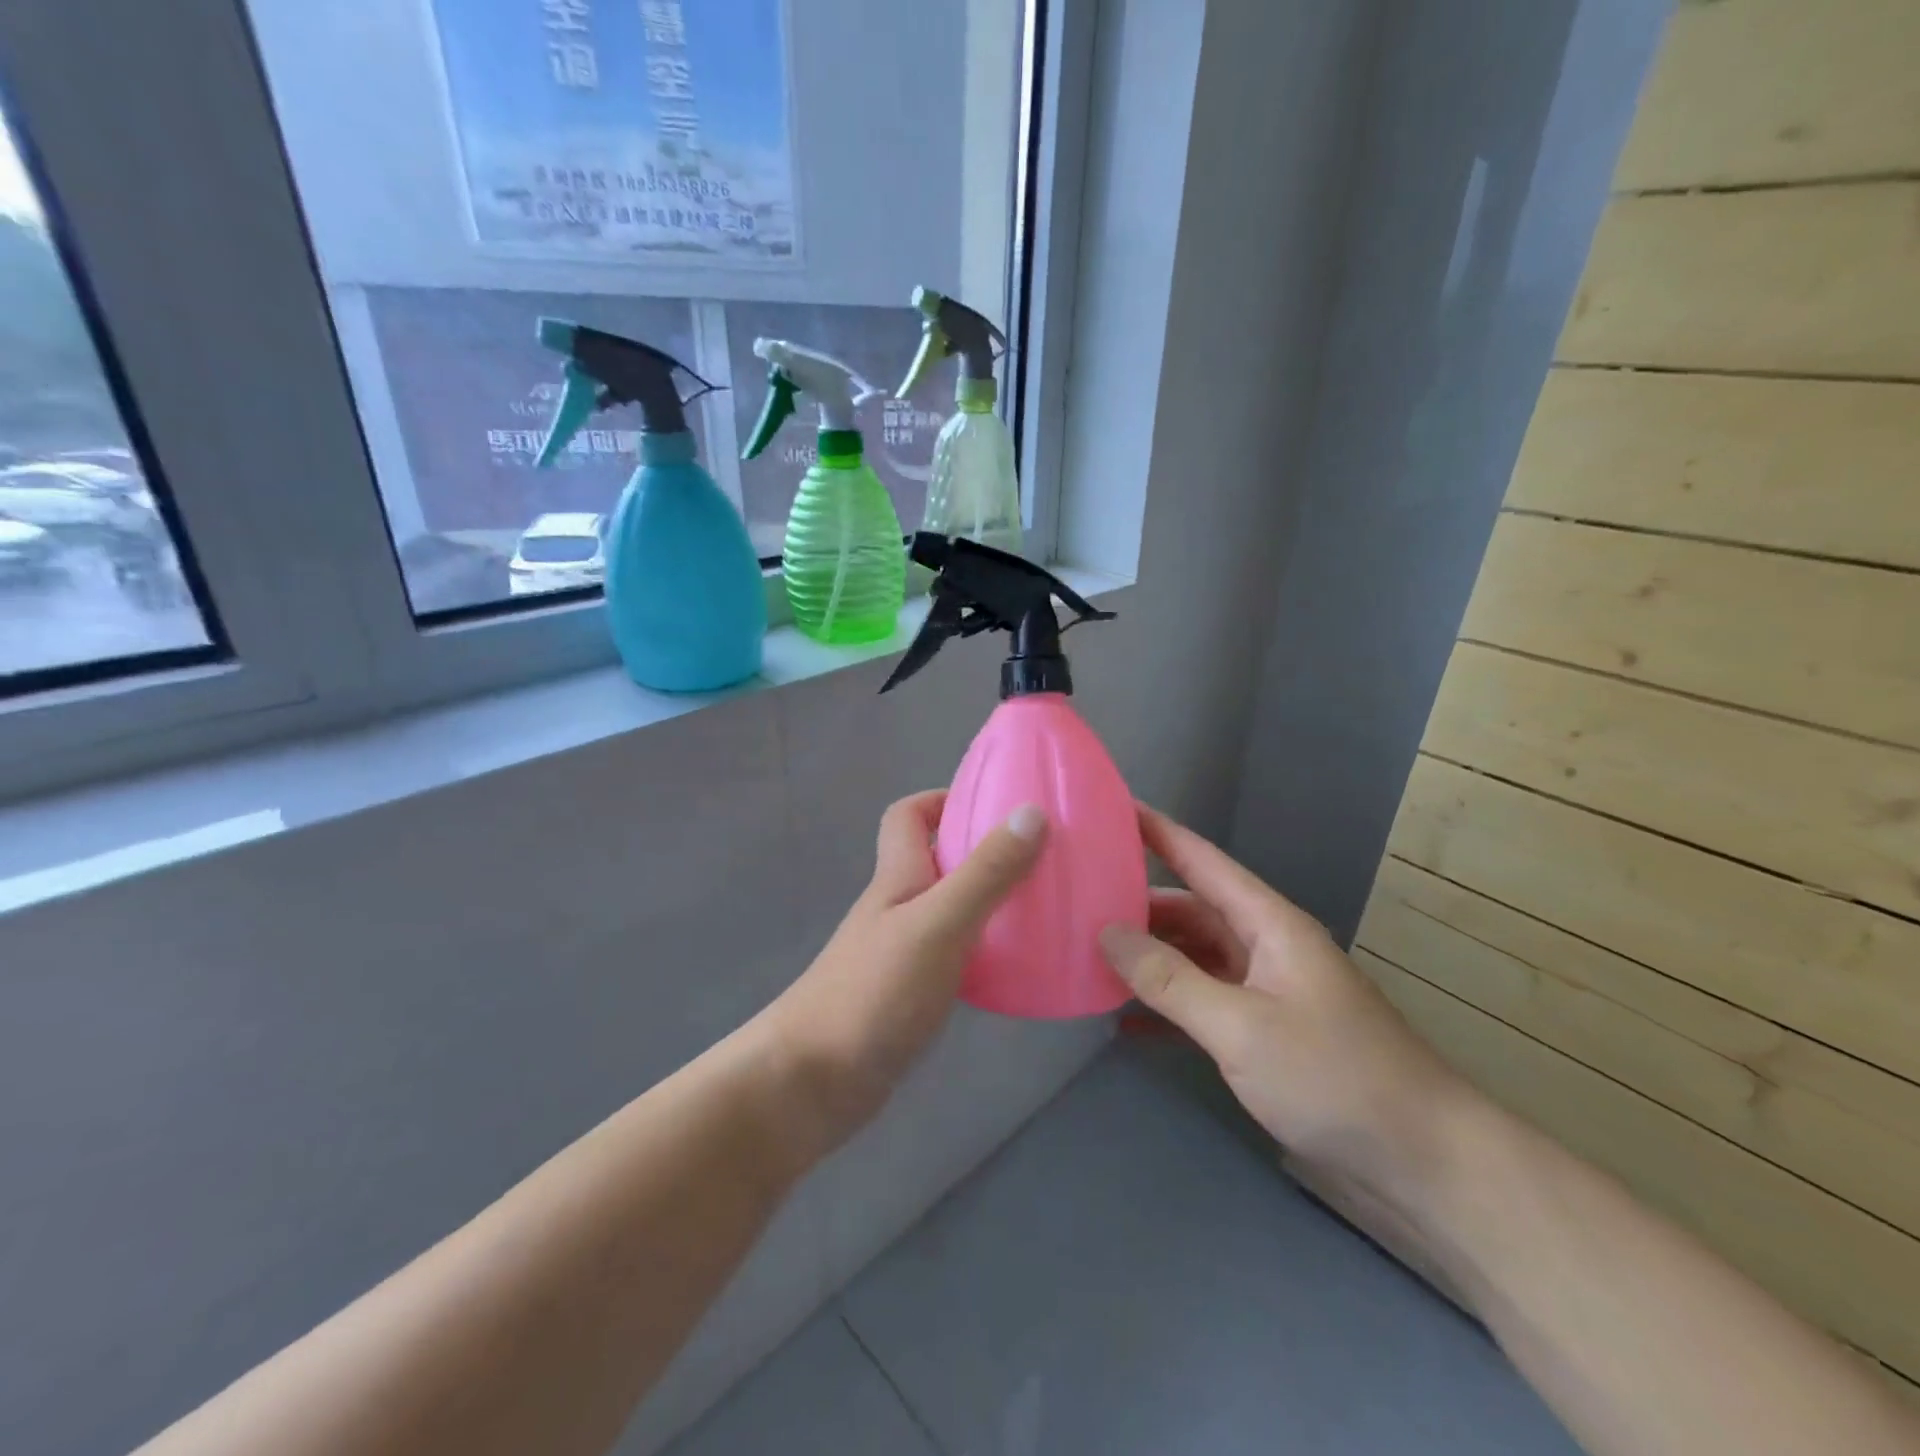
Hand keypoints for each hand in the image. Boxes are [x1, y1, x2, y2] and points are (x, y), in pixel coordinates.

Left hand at [761, 791, 1046, 1159]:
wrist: (812, 1082)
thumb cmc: (874, 991)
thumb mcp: (938, 923)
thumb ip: (985, 872)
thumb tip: (1031, 812)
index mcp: (897, 877)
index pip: (907, 816)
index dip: (942, 799)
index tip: (994, 805)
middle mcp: (897, 907)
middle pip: (935, 861)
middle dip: (981, 852)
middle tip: (1037, 859)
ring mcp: (900, 953)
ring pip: (949, 910)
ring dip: (988, 903)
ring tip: (1042, 909)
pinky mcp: (909, 996)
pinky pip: (954, 956)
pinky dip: (983, 952)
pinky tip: (1016, 969)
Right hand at [1100, 806, 1466, 1196]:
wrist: (1424, 1164)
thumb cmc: (1334, 1077)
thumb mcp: (1241, 1027)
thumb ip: (1170, 979)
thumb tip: (1105, 933)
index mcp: (1268, 924)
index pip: (1201, 860)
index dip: (1156, 831)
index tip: (1108, 808)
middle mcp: (1264, 946)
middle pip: (1190, 909)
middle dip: (1136, 904)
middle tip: (1075, 902)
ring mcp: (1265, 991)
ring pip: (1193, 956)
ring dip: (1148, 958)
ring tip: (1088, 957)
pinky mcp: (1265, 1034)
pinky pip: (1203, 1002)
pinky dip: (1166, 1006)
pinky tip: (1124, 1020)